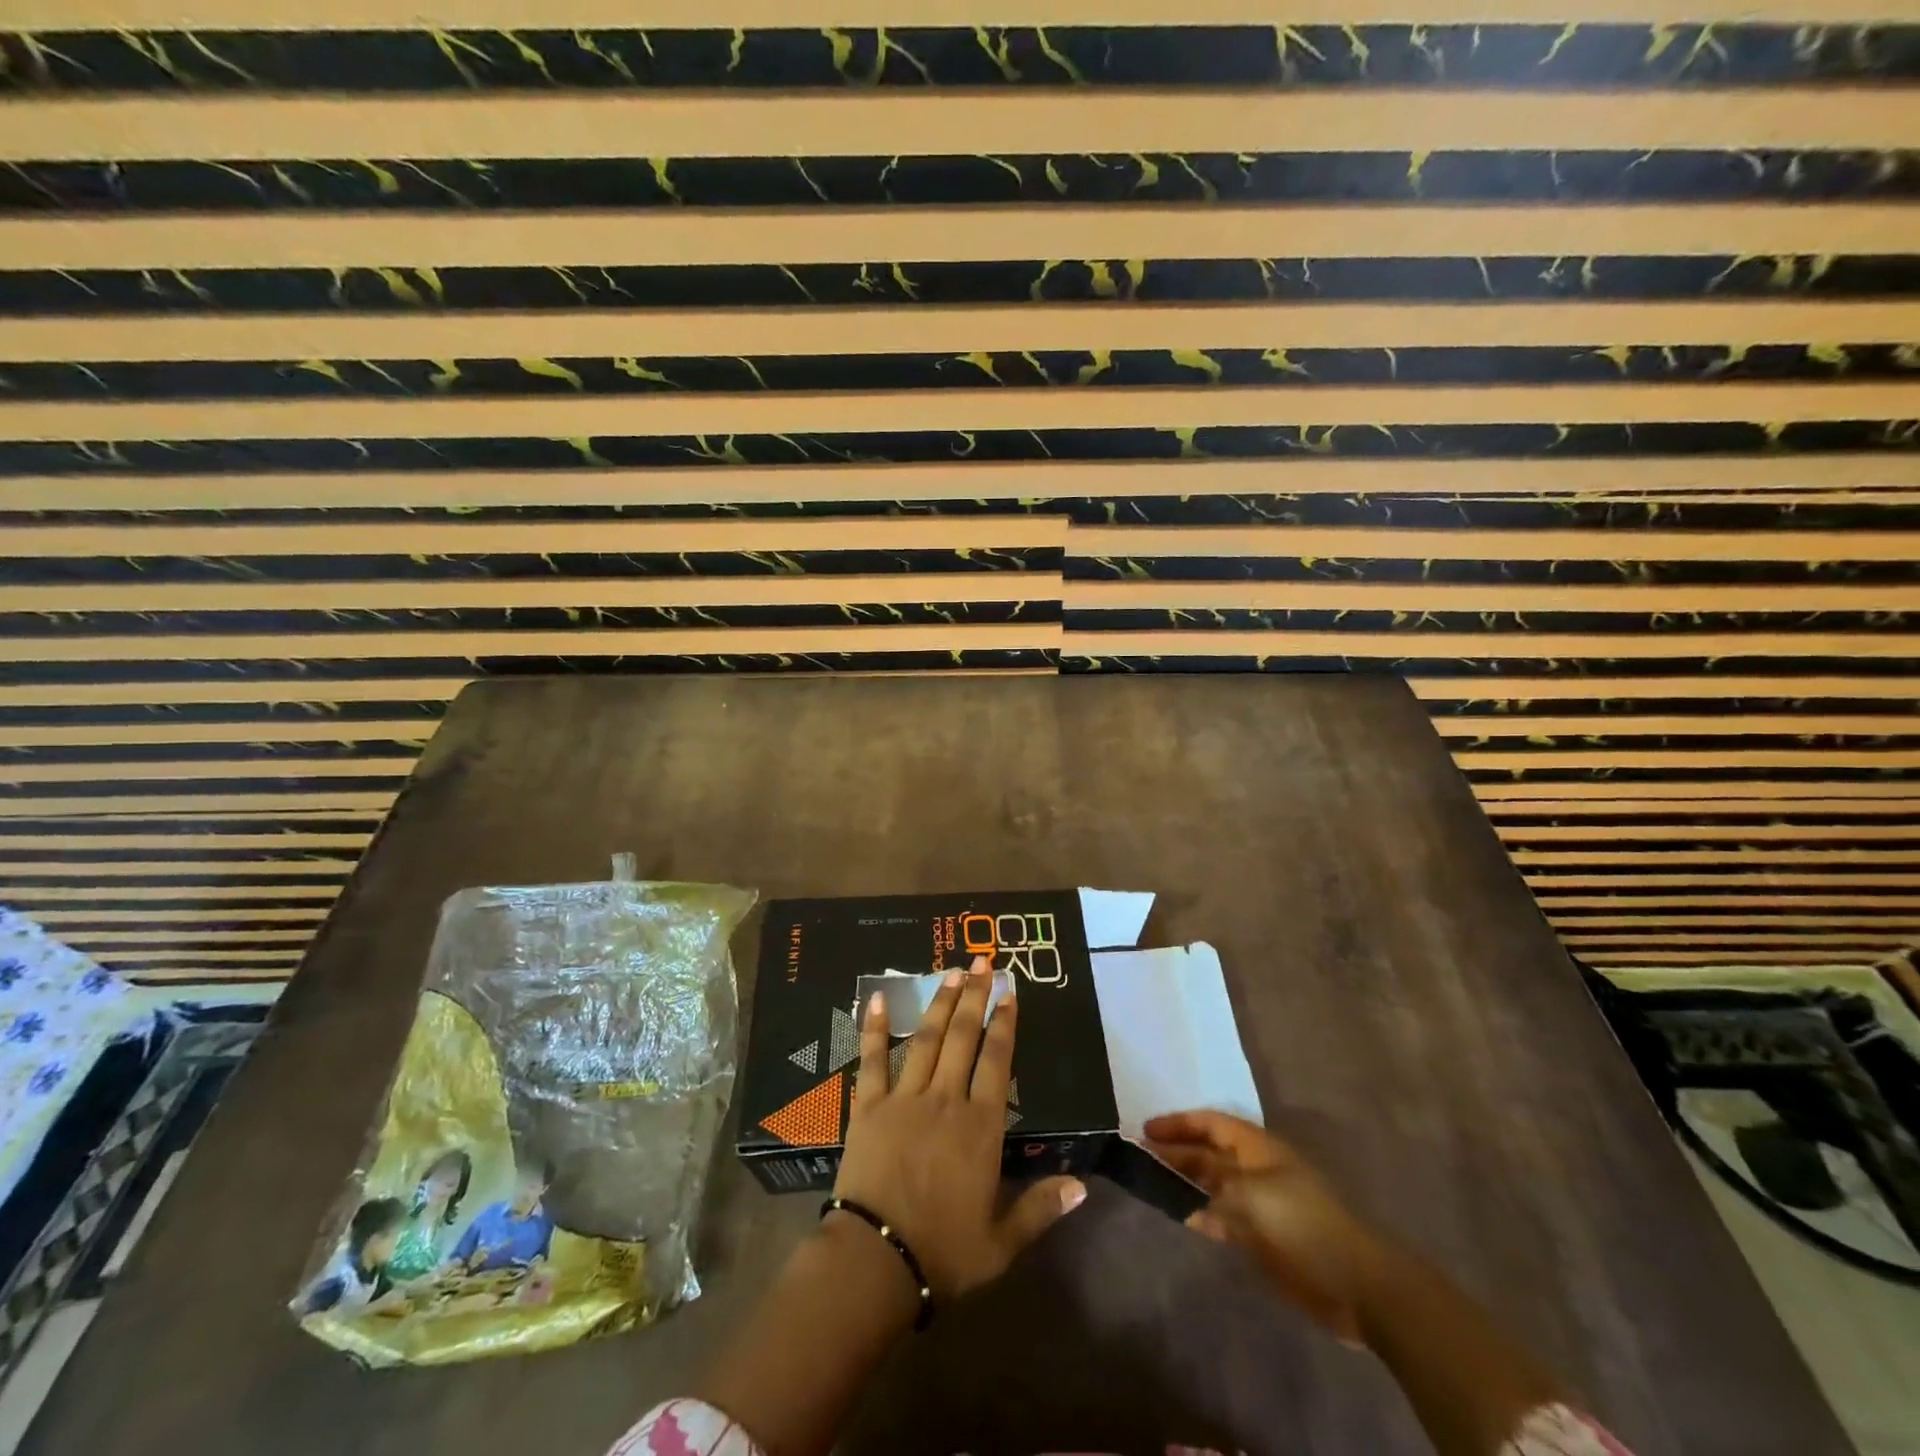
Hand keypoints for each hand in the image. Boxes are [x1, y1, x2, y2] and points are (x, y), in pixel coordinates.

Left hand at [833, 955, 1085, 1299]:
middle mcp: (946, 1100)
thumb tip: (1083, 1186)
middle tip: (982, 962)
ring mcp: (905, 1098)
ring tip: (950, 971)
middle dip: (975, 996)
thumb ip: (1041, 1208)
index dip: (1005, 1023)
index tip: (1009, 992)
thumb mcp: (1002, 1242)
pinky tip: (878, 998)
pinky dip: (875, 1027)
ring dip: (939, 1002)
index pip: (997, 1061)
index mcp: (980, 1127)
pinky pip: (873, 1059)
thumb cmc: (943, 1253)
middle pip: (963, 1037)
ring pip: (926, 1039)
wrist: (876, 1262)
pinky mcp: (870, 1106)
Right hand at [1147, 1110, 1391, 1345]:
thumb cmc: (1302, 1224)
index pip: (1210, 1123)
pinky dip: (1199, 1212)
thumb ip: (1212, 1187)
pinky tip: (1179, 1214)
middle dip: (1176, 1151)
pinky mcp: (1261, 1235)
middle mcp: (1254, 1168)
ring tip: (1150, 1181)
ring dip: (1184, 1181)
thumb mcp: (1251, 1196)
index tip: (1146, 1129)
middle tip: (1139, 1155)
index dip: (1178, 1123)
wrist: (1354, 1283)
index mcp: (1257, 1147)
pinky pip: (1221, 1215)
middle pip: (1208, 1152)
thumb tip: (1183, 1190)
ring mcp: (1258, 1202)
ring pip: (1212, 1183)